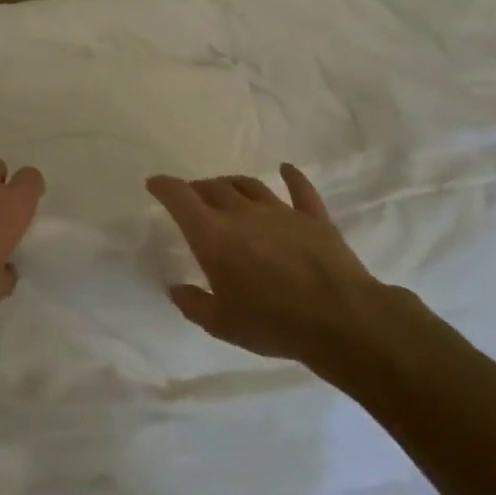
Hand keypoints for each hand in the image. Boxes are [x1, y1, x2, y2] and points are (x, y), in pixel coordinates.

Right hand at [146, 164, 417, 390]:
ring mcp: (280, 212)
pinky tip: (286, 169)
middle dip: (196, 188)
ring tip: (224, 189)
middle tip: (191, 196)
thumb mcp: (221, 324)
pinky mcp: (313, 218)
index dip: (164, 187)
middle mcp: (242, 214)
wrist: (341, 320)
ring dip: (231, 184)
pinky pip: (299, 189)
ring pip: (249, 185)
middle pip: (213, 188)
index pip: (180, 198)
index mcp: (213, 236)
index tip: (154, 184)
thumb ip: (193, 304)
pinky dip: (291, 177)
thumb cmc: (272, 323)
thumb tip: (176, 289)